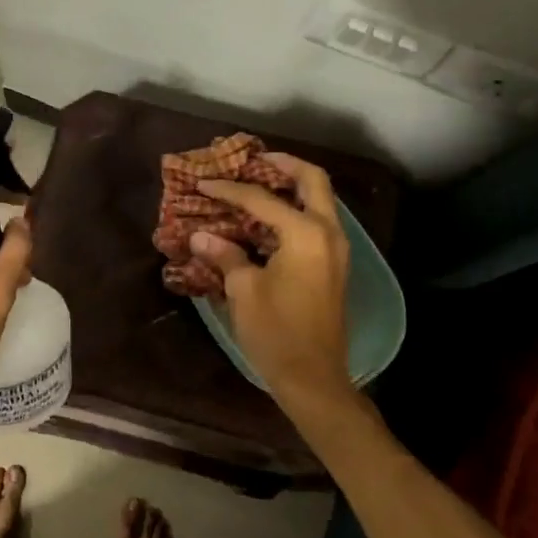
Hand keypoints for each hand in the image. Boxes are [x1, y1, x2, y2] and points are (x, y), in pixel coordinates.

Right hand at [191, 155, 352, 403]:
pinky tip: (268, 220)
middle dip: (283, 165)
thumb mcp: (243, 290)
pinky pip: (317, 223)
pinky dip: (295, 211)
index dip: (229, 190)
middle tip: (254, 160)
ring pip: (319, 201)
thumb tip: (201, 235)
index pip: (262, 199)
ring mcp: (336, 250)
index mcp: (306, 234)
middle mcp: (328, 233)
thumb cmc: (276, 331)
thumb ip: (225, 255)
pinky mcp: (333, 266)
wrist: (313, 378)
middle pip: (313, 181)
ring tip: (258, 184)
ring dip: (292, 187)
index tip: (203, 182)